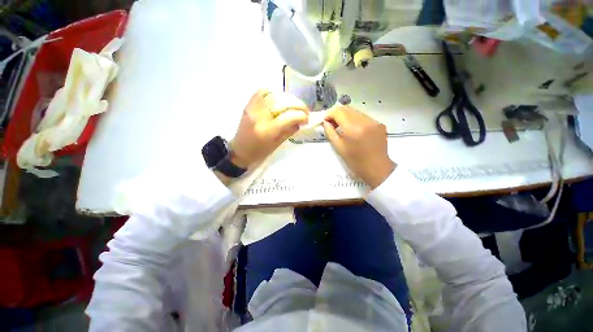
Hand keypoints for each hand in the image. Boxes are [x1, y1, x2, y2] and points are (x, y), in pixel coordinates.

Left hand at [230, 89, 308, 168]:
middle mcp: (260, 116)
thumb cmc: (259, 152)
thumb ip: (289, 131)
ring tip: (294, 105)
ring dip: (289, 98)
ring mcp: (253, 108)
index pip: (289, 117)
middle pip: (283, 103)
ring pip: (275, 95)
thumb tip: (300, 121)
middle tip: (305, 111)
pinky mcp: (249, 104)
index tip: (307, 119)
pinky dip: (274, 93)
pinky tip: (280, 99)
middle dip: (298, 105)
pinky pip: (262, 91)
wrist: (240, 150)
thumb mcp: (277, 144)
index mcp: (267, 131)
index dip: (301, 116)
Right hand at [323, 106, 394, 188]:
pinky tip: (355, 130)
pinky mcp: (379, 124)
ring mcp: (374, 121)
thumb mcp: (338, 147)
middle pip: (347, 109)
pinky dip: (356, 120)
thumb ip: (330, 132)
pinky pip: (364, 117)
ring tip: (343, 127)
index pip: (338, 112)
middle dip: (337, 114)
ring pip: (356, 112)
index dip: (329, 114)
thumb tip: (325, 122)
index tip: (325, 121)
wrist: (376, 168)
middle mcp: (364, 121)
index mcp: (353, 129)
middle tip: (332, 123)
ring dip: (346, 116)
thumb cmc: (355, 161)